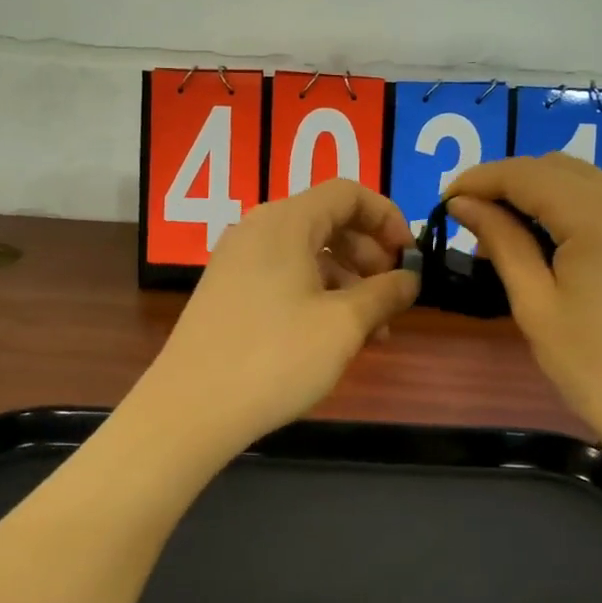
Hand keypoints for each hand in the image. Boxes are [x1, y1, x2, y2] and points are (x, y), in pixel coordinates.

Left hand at [138, 178, 419, 457]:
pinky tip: (332, 337)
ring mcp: (237, 261)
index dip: (387, 217)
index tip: (409, 256)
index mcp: (285, 222)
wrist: (190, 409)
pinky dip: (316, 295)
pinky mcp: (227, 292)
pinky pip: (283, 276)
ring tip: (372, 331)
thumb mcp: (343, 325)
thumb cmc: (275, 358)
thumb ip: (384, 294)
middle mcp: (257, 230)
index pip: (347, 193)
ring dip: (346, 282)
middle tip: (392, 297)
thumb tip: (410, 279)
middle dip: (369, 255)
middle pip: (327, 221)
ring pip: (307, 254)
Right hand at [446, 155, 601, 471]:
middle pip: (557, 168)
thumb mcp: (536, 305)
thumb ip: (501, 242)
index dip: (479, 180)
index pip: (526, 174)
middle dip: (508, 185)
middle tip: (471, 221)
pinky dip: (573, 210)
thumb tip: (464, 203)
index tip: (445, 201)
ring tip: (506, 235)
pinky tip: (553, 244)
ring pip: (585, 182)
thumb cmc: (596, 369)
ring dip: (540, 196)